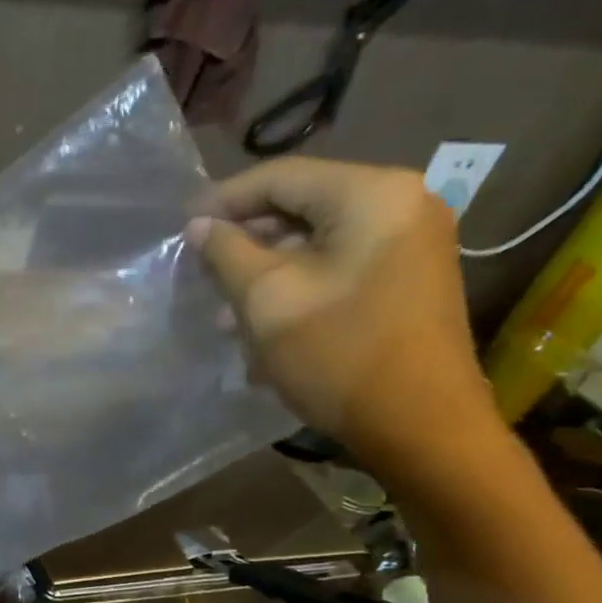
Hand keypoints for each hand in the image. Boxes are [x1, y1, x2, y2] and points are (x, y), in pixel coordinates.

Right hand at [193, 158, 499, 473]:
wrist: (420, 425)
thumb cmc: (339, 354)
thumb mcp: (267, 300)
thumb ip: (227, 253)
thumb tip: (199, 226)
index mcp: (372, 194)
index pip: (281, 177)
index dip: (224, 200)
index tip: (181, 228)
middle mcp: (401, 204)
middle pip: (301, 207)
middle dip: (245, 242)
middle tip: (199, 273)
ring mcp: (410, 243)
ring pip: (316, 243)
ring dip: (265, 273)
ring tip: (225, 315)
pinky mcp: (407, 279)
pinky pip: (338, 267)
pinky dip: (296, 288)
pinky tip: (263, 327)